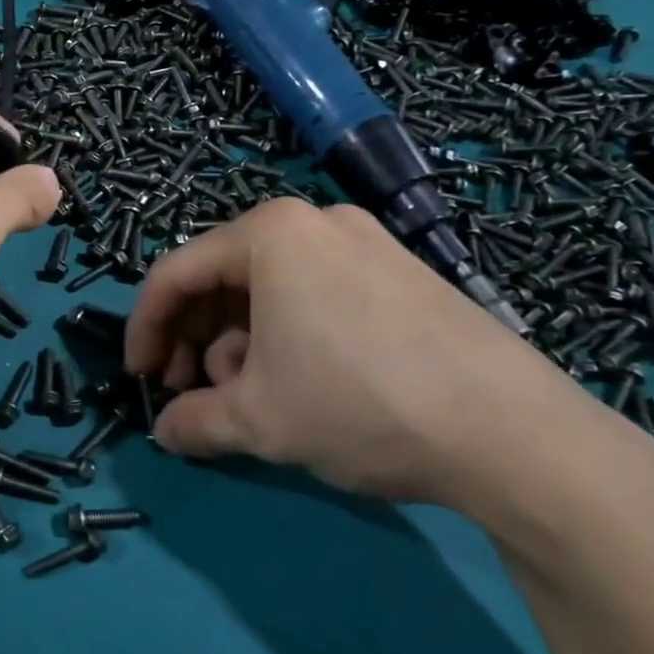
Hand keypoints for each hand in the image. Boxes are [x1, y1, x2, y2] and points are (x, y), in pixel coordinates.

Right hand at [124, 198, 614, 509]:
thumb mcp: (259, 421)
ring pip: (269, 288)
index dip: (145, 327)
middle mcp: (313, 221)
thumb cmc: (359, 404)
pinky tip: (299, 382)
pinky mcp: (400, 271)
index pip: (175, 274)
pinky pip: (315, 292)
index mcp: (269, 234)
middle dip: (195, 338)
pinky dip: (286, 333)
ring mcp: (364, 242)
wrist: (514, 432)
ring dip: (239, 341)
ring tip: (247, 397)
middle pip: (223, 277)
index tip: (138, 377)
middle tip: (190, 392)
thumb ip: (193, 423)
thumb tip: (165, 432)